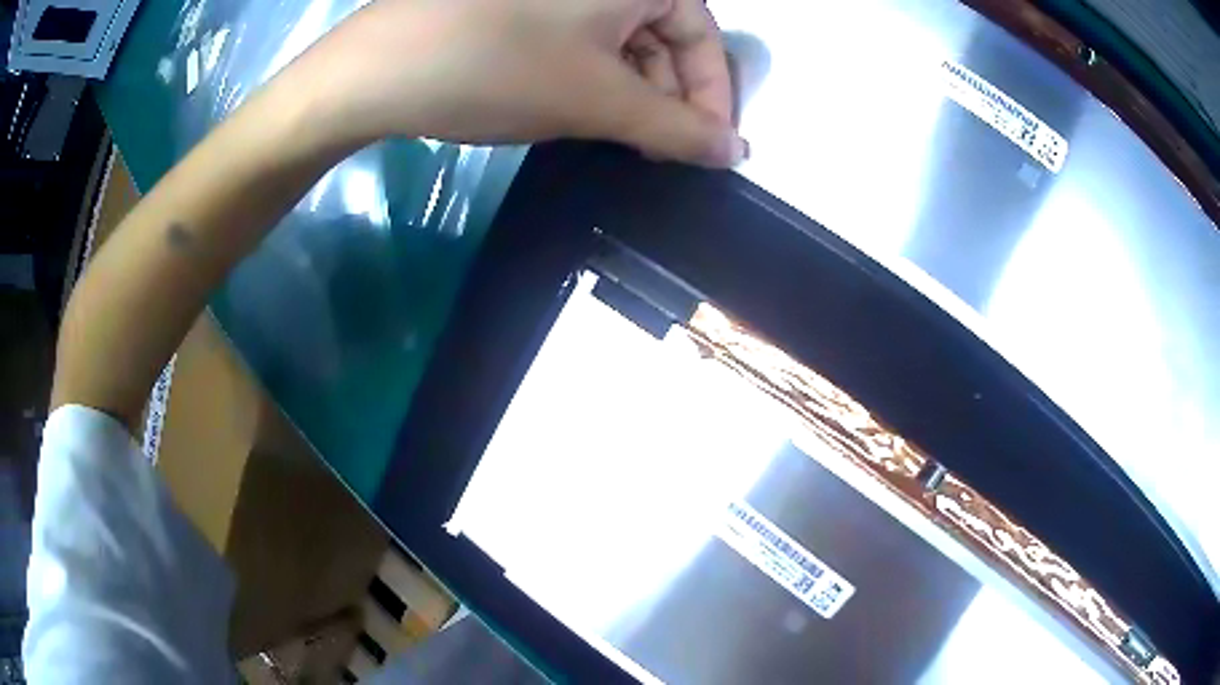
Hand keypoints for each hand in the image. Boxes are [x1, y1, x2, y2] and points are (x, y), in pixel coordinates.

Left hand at [285, 0, 745, 166]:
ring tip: (622, 139)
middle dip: (668, 96)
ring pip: (621, 40)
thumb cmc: (496, 68)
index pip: (702, 34)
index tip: (709, 149)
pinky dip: (593, 78)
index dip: (712, 95)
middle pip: (663, 34)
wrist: (377, 68)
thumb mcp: (597, 100)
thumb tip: (737, 155)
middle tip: (661, 152)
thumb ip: (677, 130)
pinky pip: (581, 39)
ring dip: (631, 92)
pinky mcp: (522, 8)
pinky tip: (582, 110)